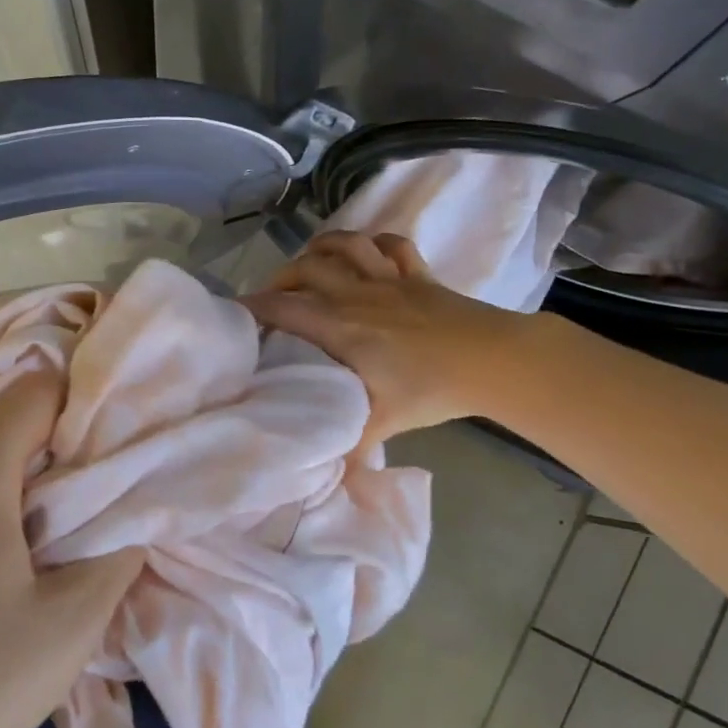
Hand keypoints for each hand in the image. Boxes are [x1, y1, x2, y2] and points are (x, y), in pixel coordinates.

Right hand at [243, 230, 546, 441]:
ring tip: (310, 263)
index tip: (233, 314)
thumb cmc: (431, 389)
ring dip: (322, 248)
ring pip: (346, 245)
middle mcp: (355, 293)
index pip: (282, 307)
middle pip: (306, 268)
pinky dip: (376, 243)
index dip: (251, 307)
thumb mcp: (382, 423)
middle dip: (280, 278)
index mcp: (339, 325)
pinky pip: (393, 245)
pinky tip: (368, 253)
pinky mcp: (419, 275)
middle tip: (272, 298)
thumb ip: (346, 450)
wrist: (494, 360)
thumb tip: (321, 485)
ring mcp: (389, 279)